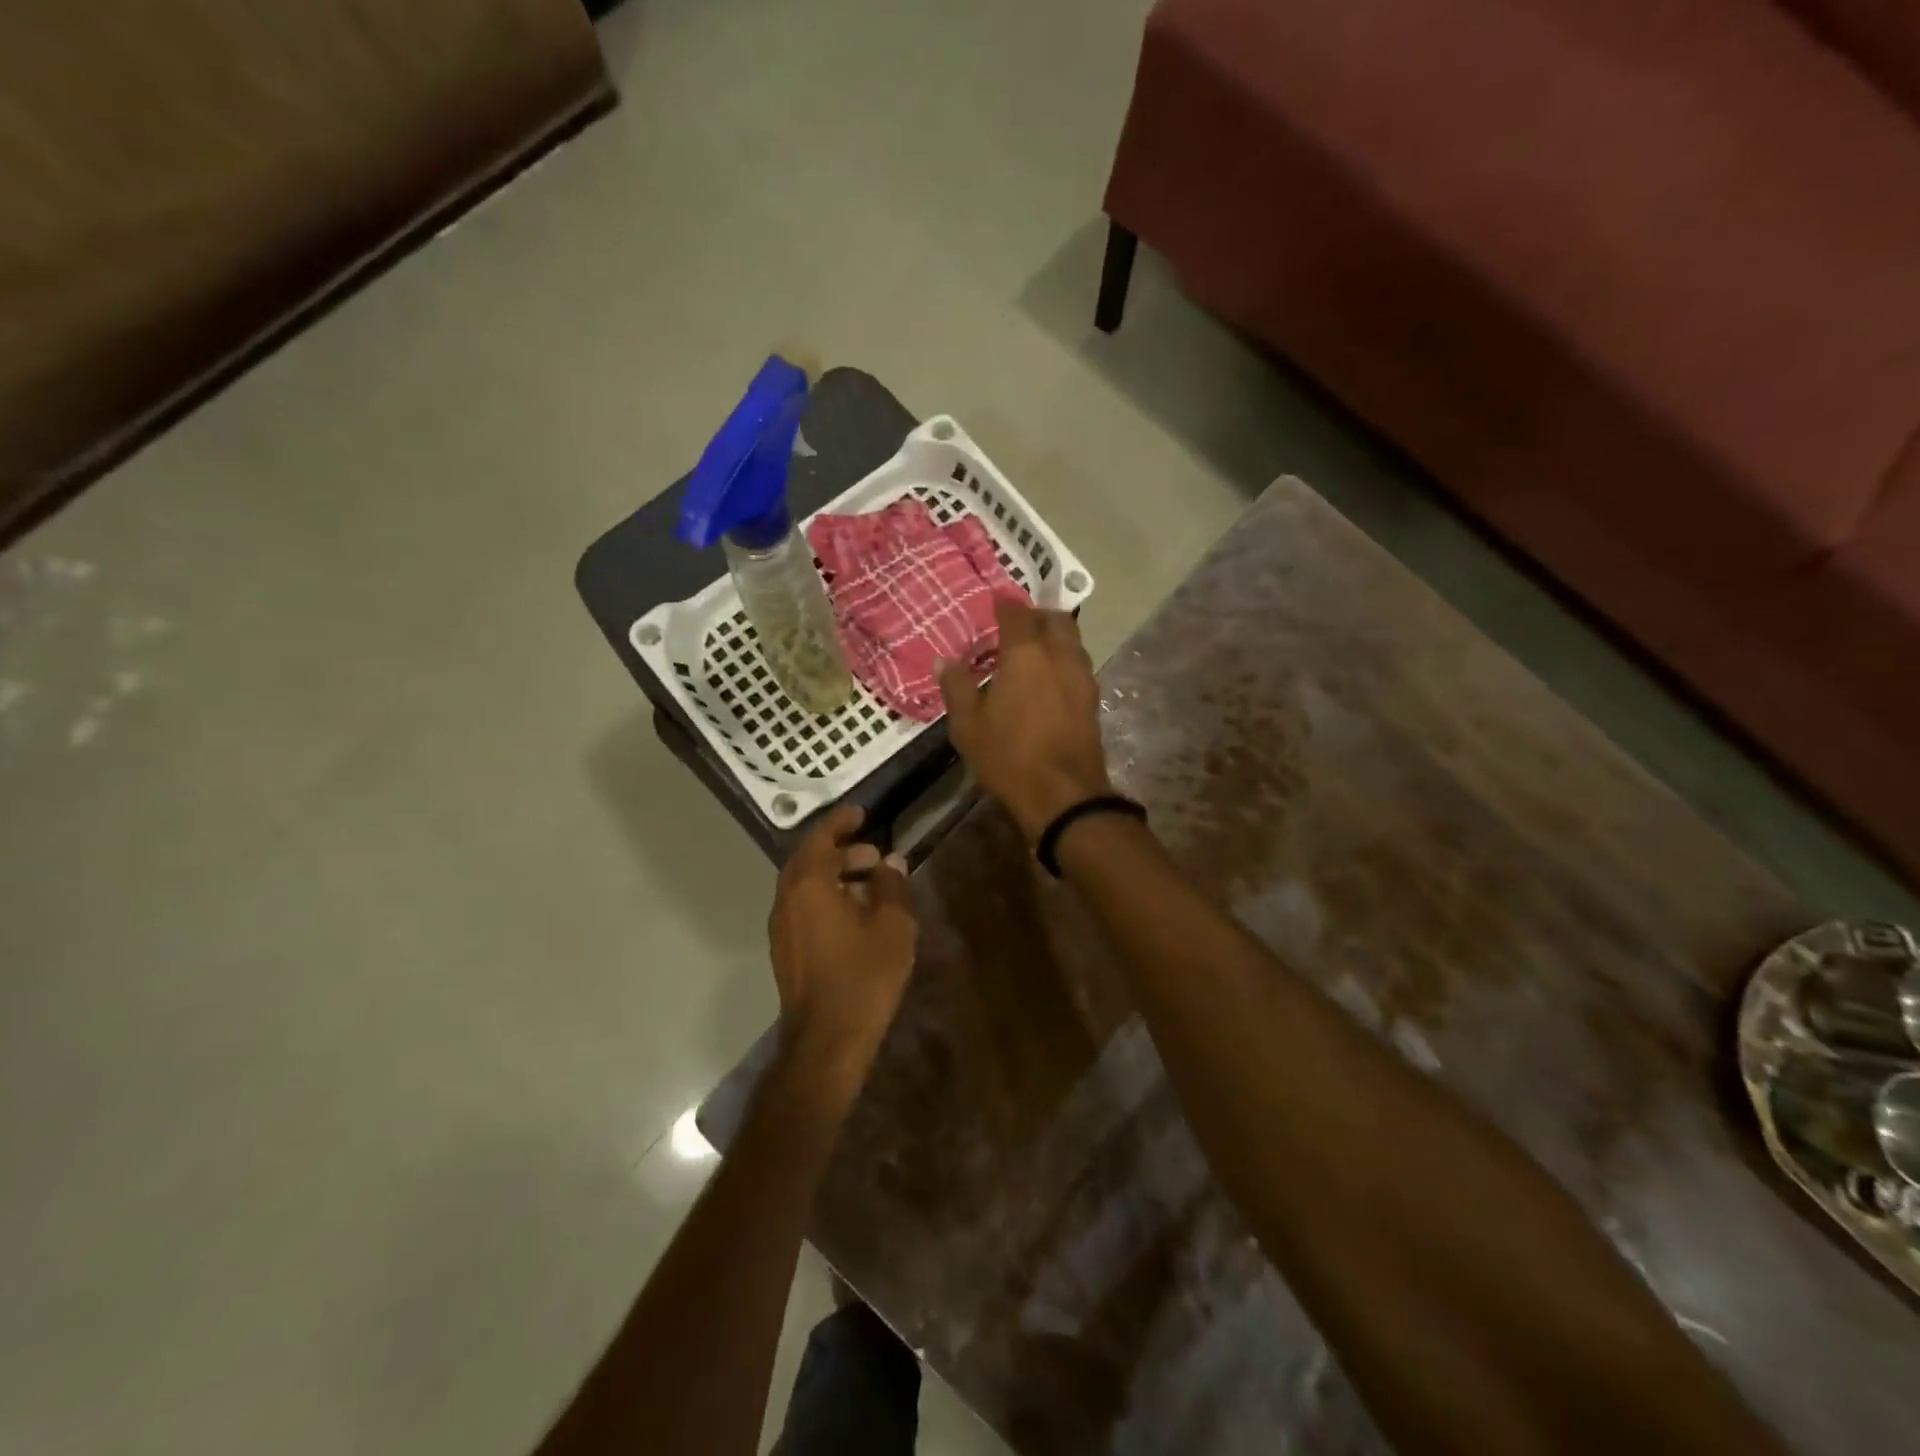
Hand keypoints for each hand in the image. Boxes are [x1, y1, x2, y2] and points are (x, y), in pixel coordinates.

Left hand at [769, 805, 917, 1099]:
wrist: (827, 1040)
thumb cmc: (863, 977)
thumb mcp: (892, 927)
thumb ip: (892, 886)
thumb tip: (891, 862)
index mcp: (809, 886)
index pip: (819, 838)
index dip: (840, 822)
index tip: (861, 813)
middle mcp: (787, 900)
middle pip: (808, 860)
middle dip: (840, 850)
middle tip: (874, 854)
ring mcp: (782, 927)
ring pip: (804, 886)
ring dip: (834, 875)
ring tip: (871, 884)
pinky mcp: (785, 950)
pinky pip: (803, 907)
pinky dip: (825, 897)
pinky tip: (855, 915)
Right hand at [938, 599, 1112, 841]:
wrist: (1064, 795)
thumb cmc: (1009, 756)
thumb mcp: (968, 725)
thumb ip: (957, 687)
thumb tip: (944, 660)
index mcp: (1026, 654)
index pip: (1017, 614)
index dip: (1004, 604)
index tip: (994, 601)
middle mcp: (1059, 656)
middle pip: (1056, 619)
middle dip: (1037, 615)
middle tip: (1017, 625)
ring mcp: (1082, 677)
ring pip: (1072, 641)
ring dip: (1054, 636)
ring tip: (1032, 651)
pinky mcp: (1092, 700)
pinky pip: (1078, 665)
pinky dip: (1063, 661)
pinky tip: (1048, 679)